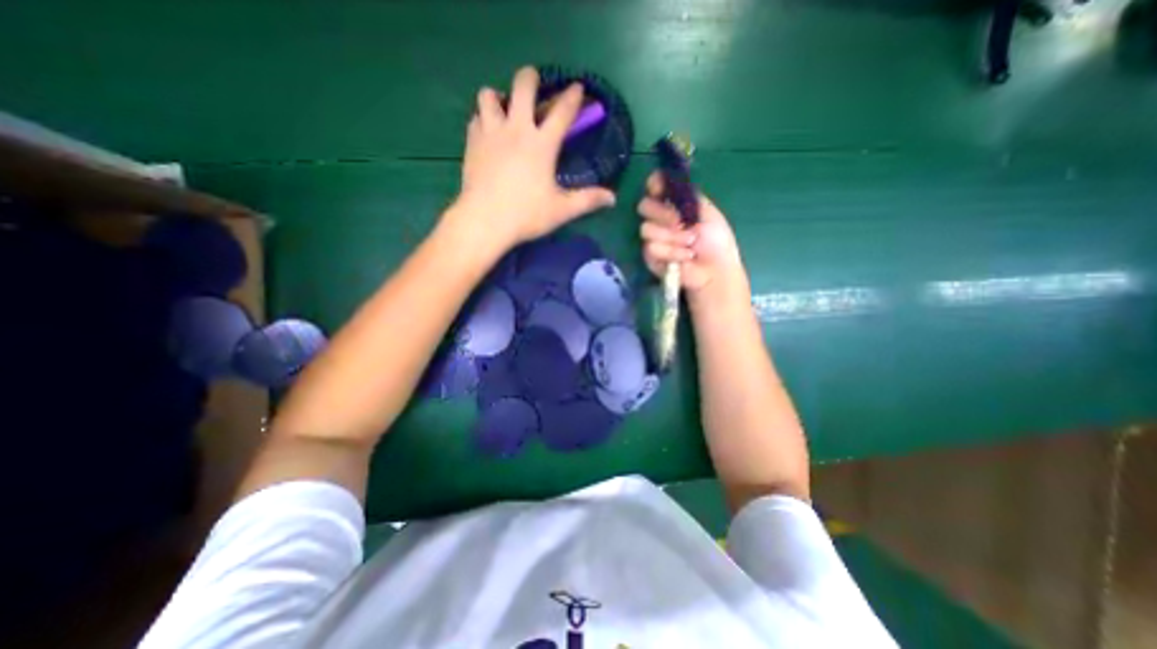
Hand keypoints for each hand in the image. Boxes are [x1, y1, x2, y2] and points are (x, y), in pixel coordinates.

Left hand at [449, 66, 617, 250]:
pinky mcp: (472, 143)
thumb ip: (588, 200)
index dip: (572, 97)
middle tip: (533, 84)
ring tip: (504, 108)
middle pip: (522, 86)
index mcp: (542, 144)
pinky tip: (487, 131)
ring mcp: (491, 133)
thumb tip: (612, 198)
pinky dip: (483, 119)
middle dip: (530, 78)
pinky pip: (476, 118)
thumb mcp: (562, 210)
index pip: (562, 112)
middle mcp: (516, 129)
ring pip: (489, 95)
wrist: (485, 220)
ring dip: (498, 97)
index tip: (577, 87)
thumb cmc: (526, 214)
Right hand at [636, 171, 746, 293]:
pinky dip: (671, 252)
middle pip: (643, 205)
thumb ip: (686, 195)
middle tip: (680, 222)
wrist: (715, 269)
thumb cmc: (715, 240)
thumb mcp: (706, 211)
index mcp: (673, 204)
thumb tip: (665, 179)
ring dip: (671, 237)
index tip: (658, 188)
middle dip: (662, 213)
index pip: (654, 186)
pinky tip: (685, 257)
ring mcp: (653, 237)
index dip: (653, 184)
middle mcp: (659, 218)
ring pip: (646, 229)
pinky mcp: (650, 257)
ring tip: (690, 244)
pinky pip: (651, 248)